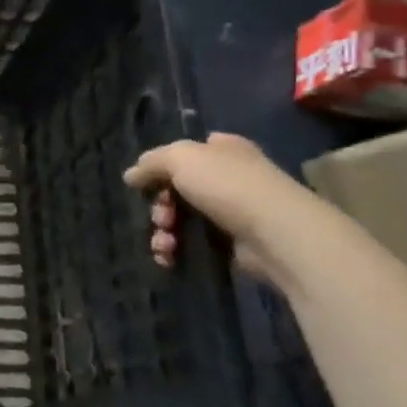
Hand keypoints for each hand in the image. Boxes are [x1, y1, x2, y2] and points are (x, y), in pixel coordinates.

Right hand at [124, 132, 325, 287]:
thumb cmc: (228, 185)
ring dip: (163, 232)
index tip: (150, 182)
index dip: (163, 166)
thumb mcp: (181, 158)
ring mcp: (231, 213)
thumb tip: (130, 175)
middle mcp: (229, 178)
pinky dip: (176, 251)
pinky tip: (169, 257)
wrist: (275, 234)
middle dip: (159, 206)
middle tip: (162, 216)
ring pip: (181, 219)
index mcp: (223, 150)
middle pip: (177, 189)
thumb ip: (151, 163)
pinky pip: (192, 245)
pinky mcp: (231, 245)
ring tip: (165, 243)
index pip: (186, 152)